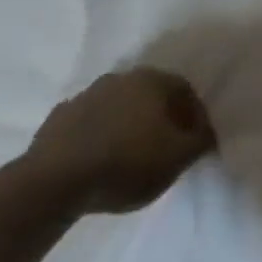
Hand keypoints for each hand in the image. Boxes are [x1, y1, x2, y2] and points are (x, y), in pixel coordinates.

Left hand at [22, 68, 218, 215]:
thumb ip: (200, 141)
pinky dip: (95, 137)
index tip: (194, 141)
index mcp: (153, 79)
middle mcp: (121, 78)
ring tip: (127, 155)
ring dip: (125, 124)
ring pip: (116, 107)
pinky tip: (95, 160)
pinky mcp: (55, 121)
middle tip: (163, 146)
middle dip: (159, 117)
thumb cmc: (126, 163)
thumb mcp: (177, 158)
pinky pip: (86, 125)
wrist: (52, 184)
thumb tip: (208, 133)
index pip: (185, 90)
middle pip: (149, 95)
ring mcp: (84, 96)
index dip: (193, 116)